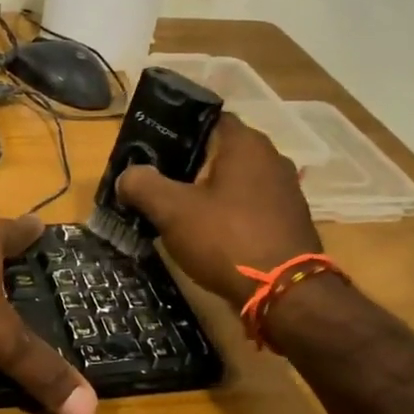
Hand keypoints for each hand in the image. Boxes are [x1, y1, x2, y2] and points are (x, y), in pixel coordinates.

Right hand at [116, 113, 322, 309]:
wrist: (284, 294)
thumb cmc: (226, 239)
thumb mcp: (172, 211)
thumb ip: (143, 186)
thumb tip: (126, 176)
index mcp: (245, 144)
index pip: (206, 119)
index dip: (176, 129)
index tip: (150, 148)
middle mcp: (270, 158)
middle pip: (219, 151)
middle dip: (187, 164)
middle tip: (154, 181)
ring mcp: (284, 191)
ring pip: (234, 181)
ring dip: (207, 191)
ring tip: (174, 209)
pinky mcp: (287, 221)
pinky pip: (248, 206)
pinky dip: (226, 213)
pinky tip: (206, 233)